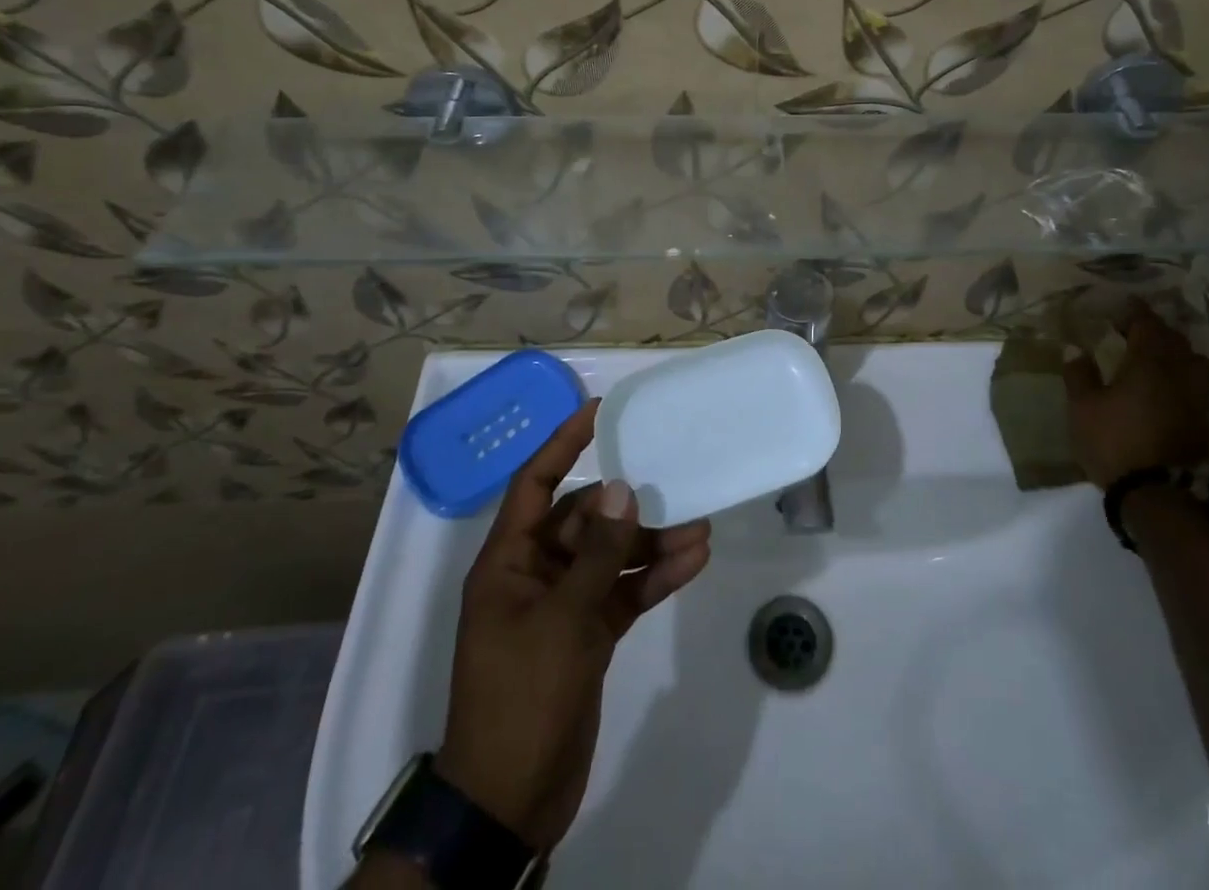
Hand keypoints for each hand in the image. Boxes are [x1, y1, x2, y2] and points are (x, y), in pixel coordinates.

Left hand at [435, 401, 711, 849]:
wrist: (510, 799)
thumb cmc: (522, 696)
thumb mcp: (562, 619)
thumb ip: (596, 553)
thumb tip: (621, 488)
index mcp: (508, 561)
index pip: (535, 483)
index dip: (563, 443)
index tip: (600, 410)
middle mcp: (534, 573)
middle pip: (585, 519)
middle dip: (628, 505)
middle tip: (674, 481)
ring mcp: (562, 605)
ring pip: (611, 556)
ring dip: (651, 543)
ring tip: (700, 525)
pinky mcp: (587, 634)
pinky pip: (623, 591)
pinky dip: (653, 577)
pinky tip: (693, 561)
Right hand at [1063, 300, 1208, 489]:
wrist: (1157, 495)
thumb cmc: (1114, 442)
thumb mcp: (1083, 407)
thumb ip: (1079, 374)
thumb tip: (1075, 348)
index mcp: (1149, 362)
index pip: (1147, 324)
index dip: (1134, 312)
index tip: (1120, 309)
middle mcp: (1179, 373)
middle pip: (1175, 339)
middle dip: (1155, 330)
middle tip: (1133, 332)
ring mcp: (1197, 398)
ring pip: (1194, 361)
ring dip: (1177, 353)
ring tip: (1157, 358)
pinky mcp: (1204, 421)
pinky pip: (1198, 384)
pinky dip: (1184, 376)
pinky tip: (1168, 386)